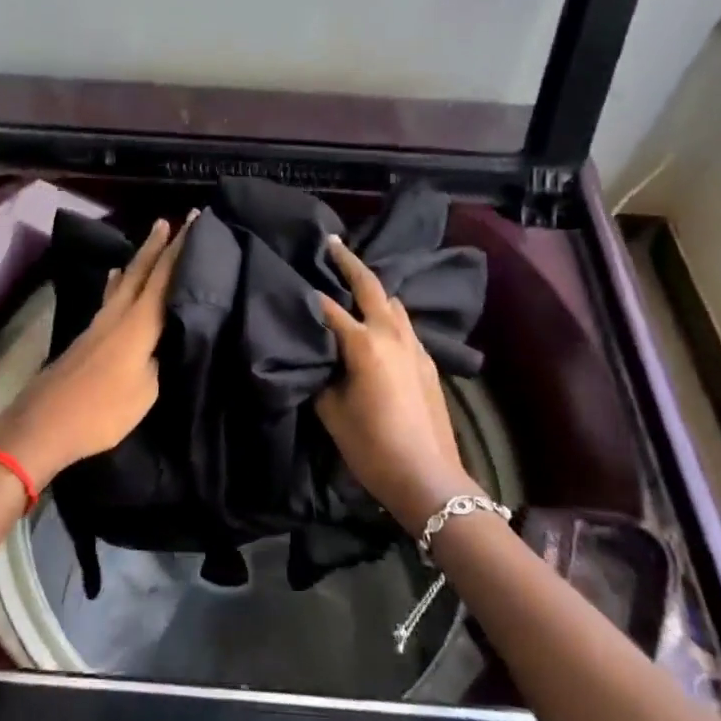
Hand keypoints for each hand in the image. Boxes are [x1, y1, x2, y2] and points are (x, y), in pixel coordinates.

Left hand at [0, 214, 189, 487]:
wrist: (43, 424)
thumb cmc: (101, 411)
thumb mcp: (146, 391)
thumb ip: (159, 360)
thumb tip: (165, 339)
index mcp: (138, 323)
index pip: (164, 276)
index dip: (180, 247)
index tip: (194, 220)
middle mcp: (117, 314)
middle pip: (140, 270)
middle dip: (157, 245)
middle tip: (171, 220)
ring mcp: (99, 324)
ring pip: (122, 282)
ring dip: (138, 261)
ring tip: (149, 243)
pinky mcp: (87, 337)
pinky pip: (110, 297)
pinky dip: (118, 283)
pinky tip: (114, 279)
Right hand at [315, 236, 473, 526]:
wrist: (427, 476)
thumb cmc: (371, 446)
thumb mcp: (331, 410)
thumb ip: (321, 374)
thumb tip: (317, 356)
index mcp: (363, 343)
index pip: (329, 308)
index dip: (309, 293)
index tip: (293, 277)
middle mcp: (391, 334)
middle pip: (370, 286)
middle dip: (350, 263)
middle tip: (333, 243)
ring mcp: (414, 346)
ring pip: (393, 303)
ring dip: (373, 288)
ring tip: (354, 281)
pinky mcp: (427, 361)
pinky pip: (404, 324)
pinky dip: (388, 313)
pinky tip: (379, 322)